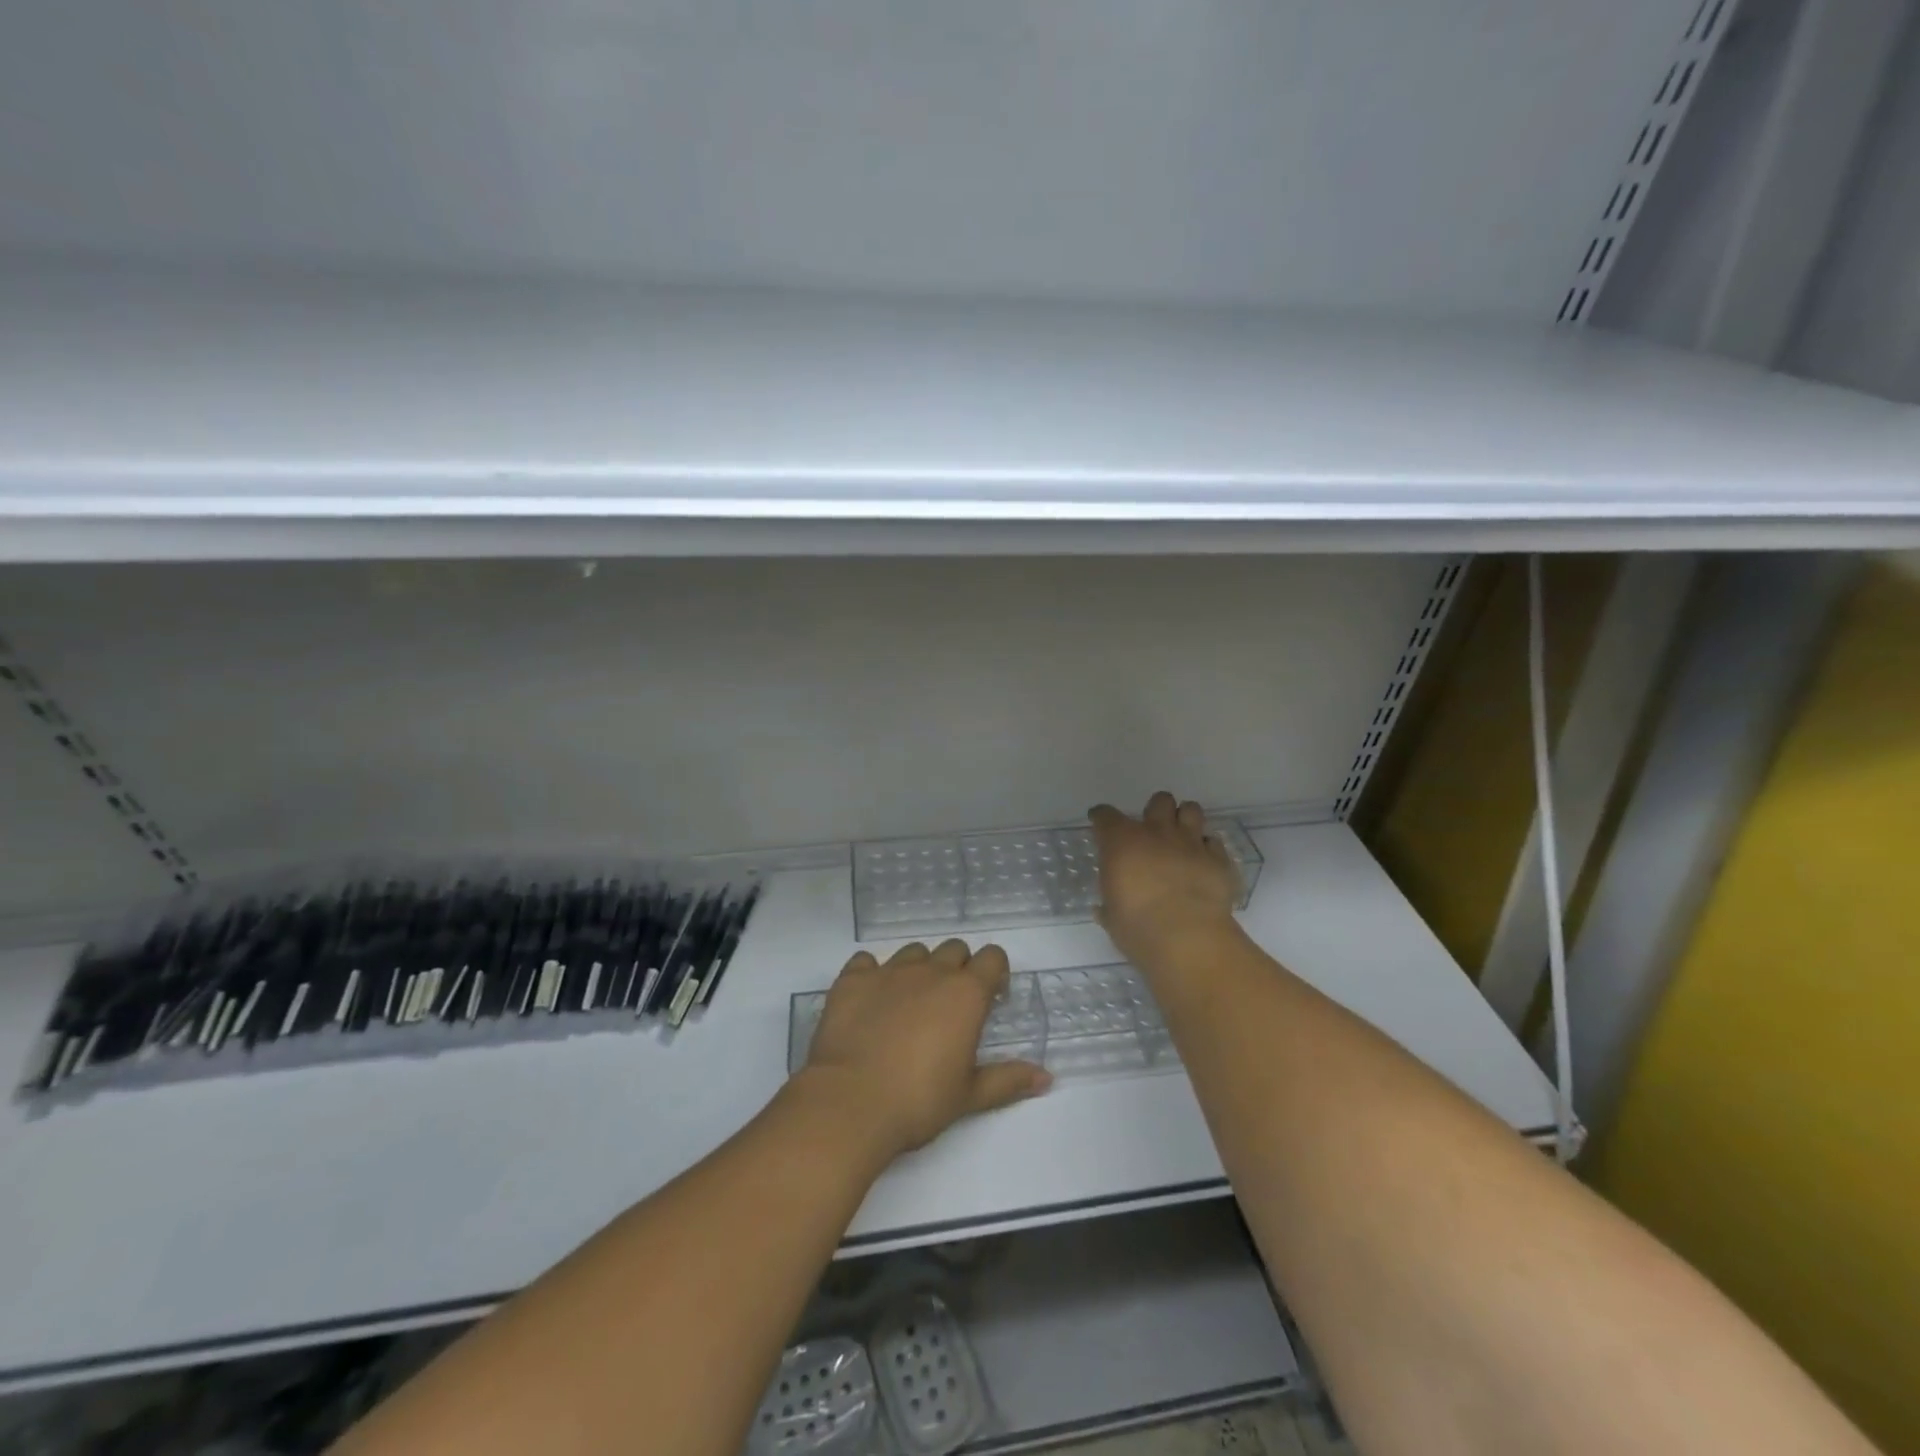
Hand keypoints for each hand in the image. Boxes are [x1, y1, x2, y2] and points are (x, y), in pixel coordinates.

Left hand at [802, 940, 1051, 1158]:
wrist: (851, 1103)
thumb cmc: (919, 1101)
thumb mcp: (969, 1095)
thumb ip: (1008, 1079)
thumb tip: (1046, 1076)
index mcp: (966, 993)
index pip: (993, 957)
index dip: (995, 973)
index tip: (990, 998)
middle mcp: (931, 971)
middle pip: (954, 949)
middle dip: (958, 968)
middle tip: (950, 1004)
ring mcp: (889, 971)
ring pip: (913, 952)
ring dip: (919, 969)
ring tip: (910, 1003)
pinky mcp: (852, 979)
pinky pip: (866, 962)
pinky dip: (872, 975)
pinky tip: (870, 1000)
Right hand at [1090, 792, 1242, 965]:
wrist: (1187, 937)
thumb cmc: (1137, 927)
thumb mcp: (1112, 917)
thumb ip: (1109, 905)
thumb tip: (1104, 908)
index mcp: (1122, 842)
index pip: (1105, 816)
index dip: (1101, 818)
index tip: (1099, 823)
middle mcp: (1157, 832)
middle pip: (1159, 801)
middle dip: (1155, 811)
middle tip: (1152, 831)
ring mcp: (1191, 842)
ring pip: (1191, 810)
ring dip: (1185, 819)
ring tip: (1181, 837)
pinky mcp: (1219, 859)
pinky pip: (1214, 842)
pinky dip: (1208, 849)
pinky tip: (1204, 863)